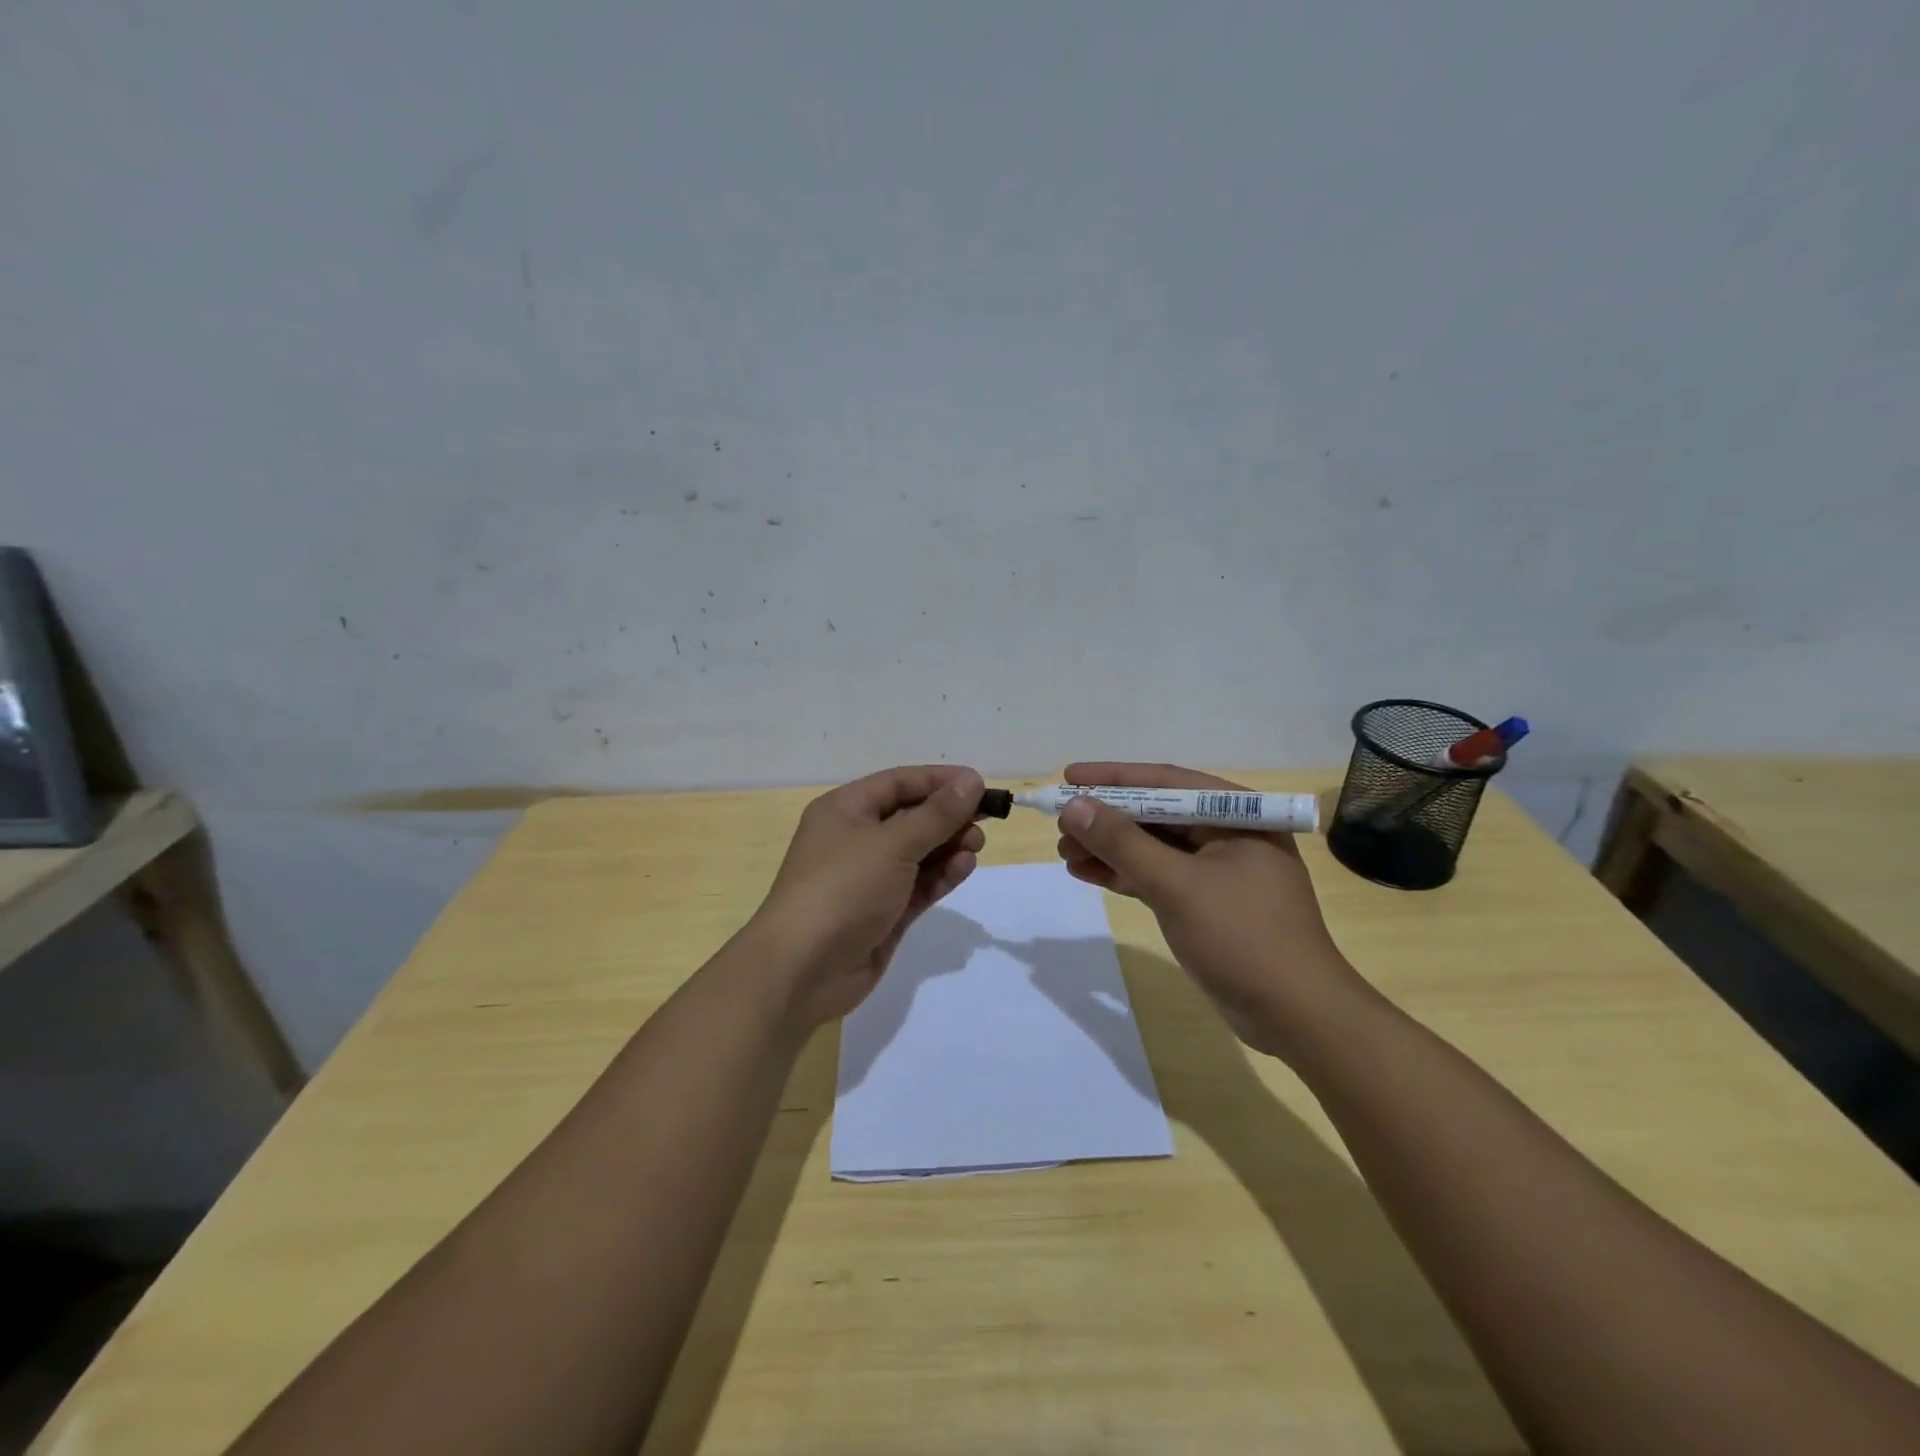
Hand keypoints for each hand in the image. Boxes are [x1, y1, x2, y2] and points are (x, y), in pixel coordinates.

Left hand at [750, 765, 986, 1027]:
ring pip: (918, 852)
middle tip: (985, 821)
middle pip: (911, 816)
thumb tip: (971, 781)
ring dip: (948, 845)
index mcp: (845, 810)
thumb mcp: (892, 844)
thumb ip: (936, 814)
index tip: (980, 784)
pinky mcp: (884, 912)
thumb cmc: (843, 888)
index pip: (899, 783)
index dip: (939, 780)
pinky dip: (941, 875)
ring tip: (976, 845)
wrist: (803, 969)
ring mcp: (870, 878)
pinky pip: (918, 885)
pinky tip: (964, 868)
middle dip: (948, 816)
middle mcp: (856, 839)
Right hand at [1054, 762, 1359, 1056]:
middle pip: (1156, 814)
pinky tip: (1087, 873)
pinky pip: (1158, 876)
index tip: (1068, 775)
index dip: (1113, 778)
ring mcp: (1218, 871)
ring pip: (1153, 847)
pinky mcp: (1207, 903)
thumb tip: (1074, 806)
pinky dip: (1125, 874)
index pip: (1166, 782)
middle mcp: (1229, 834)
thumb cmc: (1242, 937)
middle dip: (1106, 818)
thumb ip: (1123, 843)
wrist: (1296, 1016)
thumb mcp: (1176, 885)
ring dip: (1109, 848)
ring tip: (1065, 852)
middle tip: (1060, 824)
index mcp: (1237, 815)